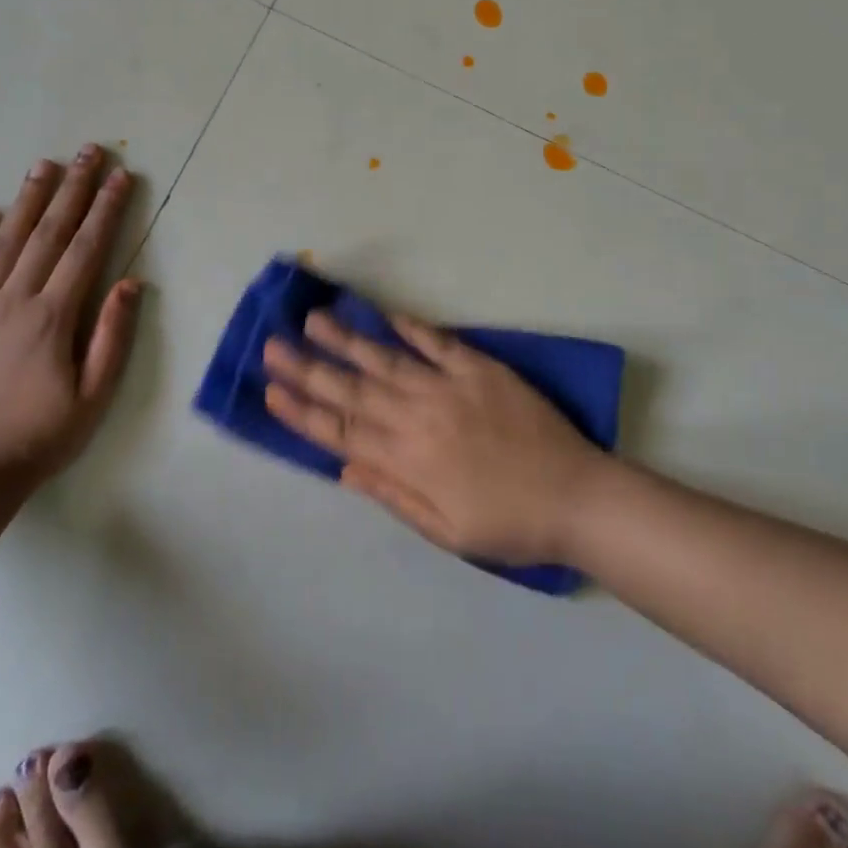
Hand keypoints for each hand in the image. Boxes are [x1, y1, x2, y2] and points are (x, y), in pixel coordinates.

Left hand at [0, 143, 140, 489]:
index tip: (120, 176)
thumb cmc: (41, 437)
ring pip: (4, 243)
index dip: (106, 209)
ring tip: (43, 166)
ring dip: (26, 201)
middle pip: (48, 234)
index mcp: (53, 317)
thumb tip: (130, 282)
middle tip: (88, 151)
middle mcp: (14, 301)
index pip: (86, 249)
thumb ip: (113, 337)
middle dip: (72, 189)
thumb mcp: (95, 397)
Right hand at [263, 310, 608, 562]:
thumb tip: (345, 467)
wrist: (577, 497)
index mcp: (408, 460)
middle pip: (353, 390)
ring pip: (387, 360)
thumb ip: (394, 495)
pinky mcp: (481, 369)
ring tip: (314, 319)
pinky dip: (412, 329)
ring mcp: (450, 388)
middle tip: (272, 345)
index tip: (270, 390)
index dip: (302, 412)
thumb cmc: (510, 524)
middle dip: (308, 369)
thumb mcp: (447, 531)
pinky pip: (439, 344)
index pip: (341, 432)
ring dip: (348, 340)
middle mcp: (420, 418)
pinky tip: (387, 316)